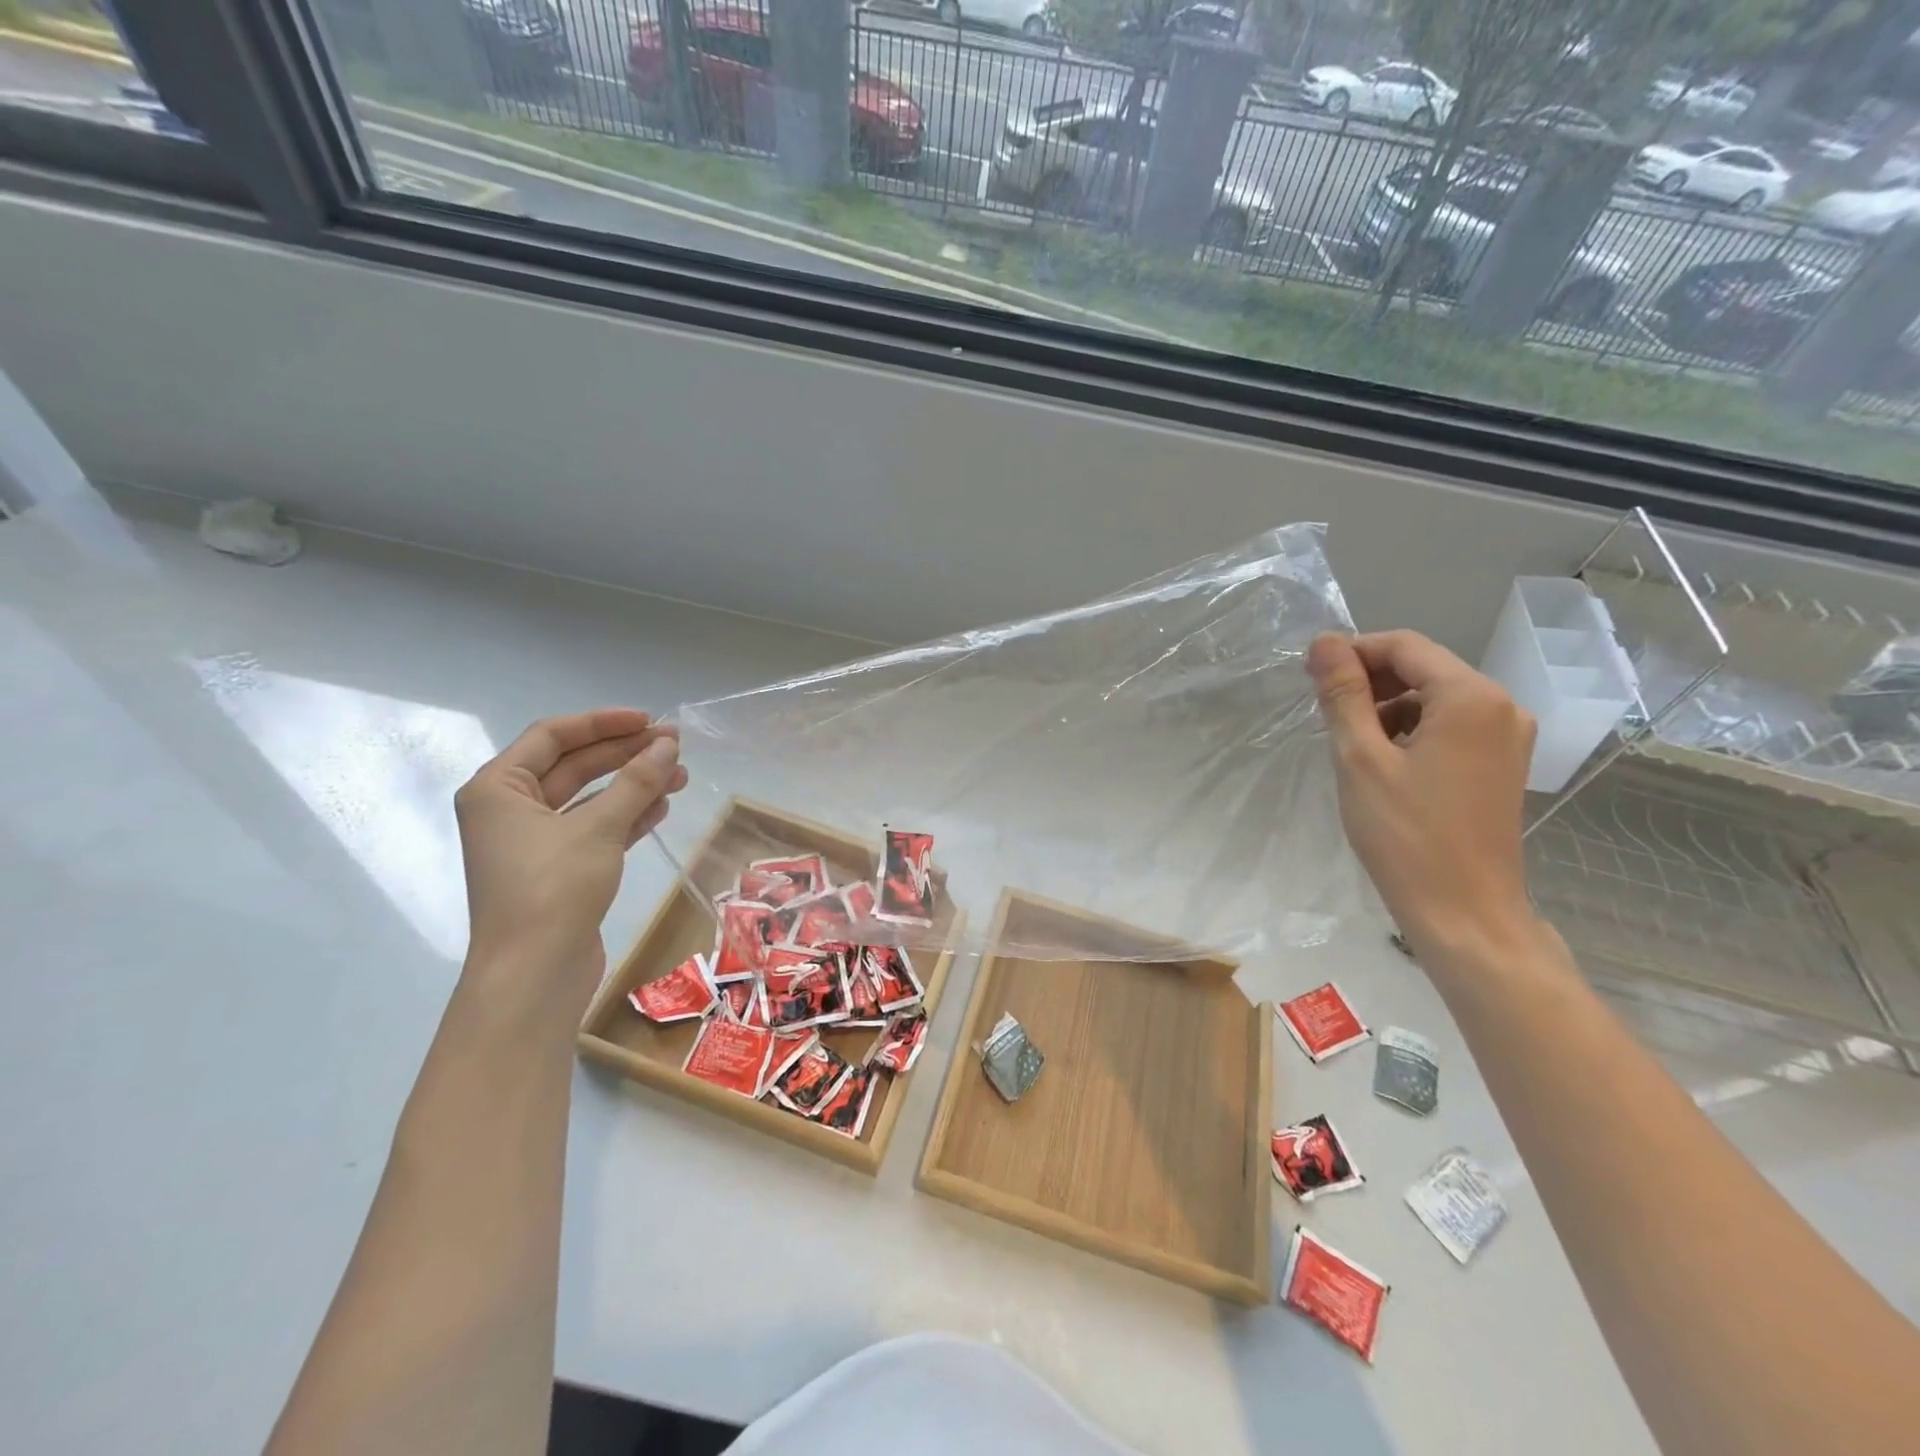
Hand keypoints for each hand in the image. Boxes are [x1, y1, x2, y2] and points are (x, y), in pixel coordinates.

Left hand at [455, 709, 687, 987]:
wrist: (534, 974)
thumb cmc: (553, 889)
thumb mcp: (599, 828)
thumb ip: (636, 781)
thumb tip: (669, 746)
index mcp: (498, 789)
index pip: (552, 736)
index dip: (603, 723)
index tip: (650, 721)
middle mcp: (510, 810)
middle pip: (574, 766)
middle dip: (625, 754)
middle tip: (675, 745)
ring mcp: (534, 842)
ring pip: (590, 799)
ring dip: (633, 785)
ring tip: (681, 775)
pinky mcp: (559, 869)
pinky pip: (596, 828)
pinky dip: (627, 816)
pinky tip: (662, 807)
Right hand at [1308, 631, 1538, 964]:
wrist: (1464, 913)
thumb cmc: (1406, 835)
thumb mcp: (1361, 759)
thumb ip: (1343, 694)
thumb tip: (1324, 641)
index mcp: (1472, 698)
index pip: (1404, 646)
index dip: (1353, 652)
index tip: (1310, 676)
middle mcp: (1502, 706)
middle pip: (1424, 668)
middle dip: (1370, 682)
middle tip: (1326, 714)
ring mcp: (1508, 737)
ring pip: (1435, 698)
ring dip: (1388, 709)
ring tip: (1352, 747)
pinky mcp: (1503, 764)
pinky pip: (1451, 726)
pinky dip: (1412, 732)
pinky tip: (1384, 764)